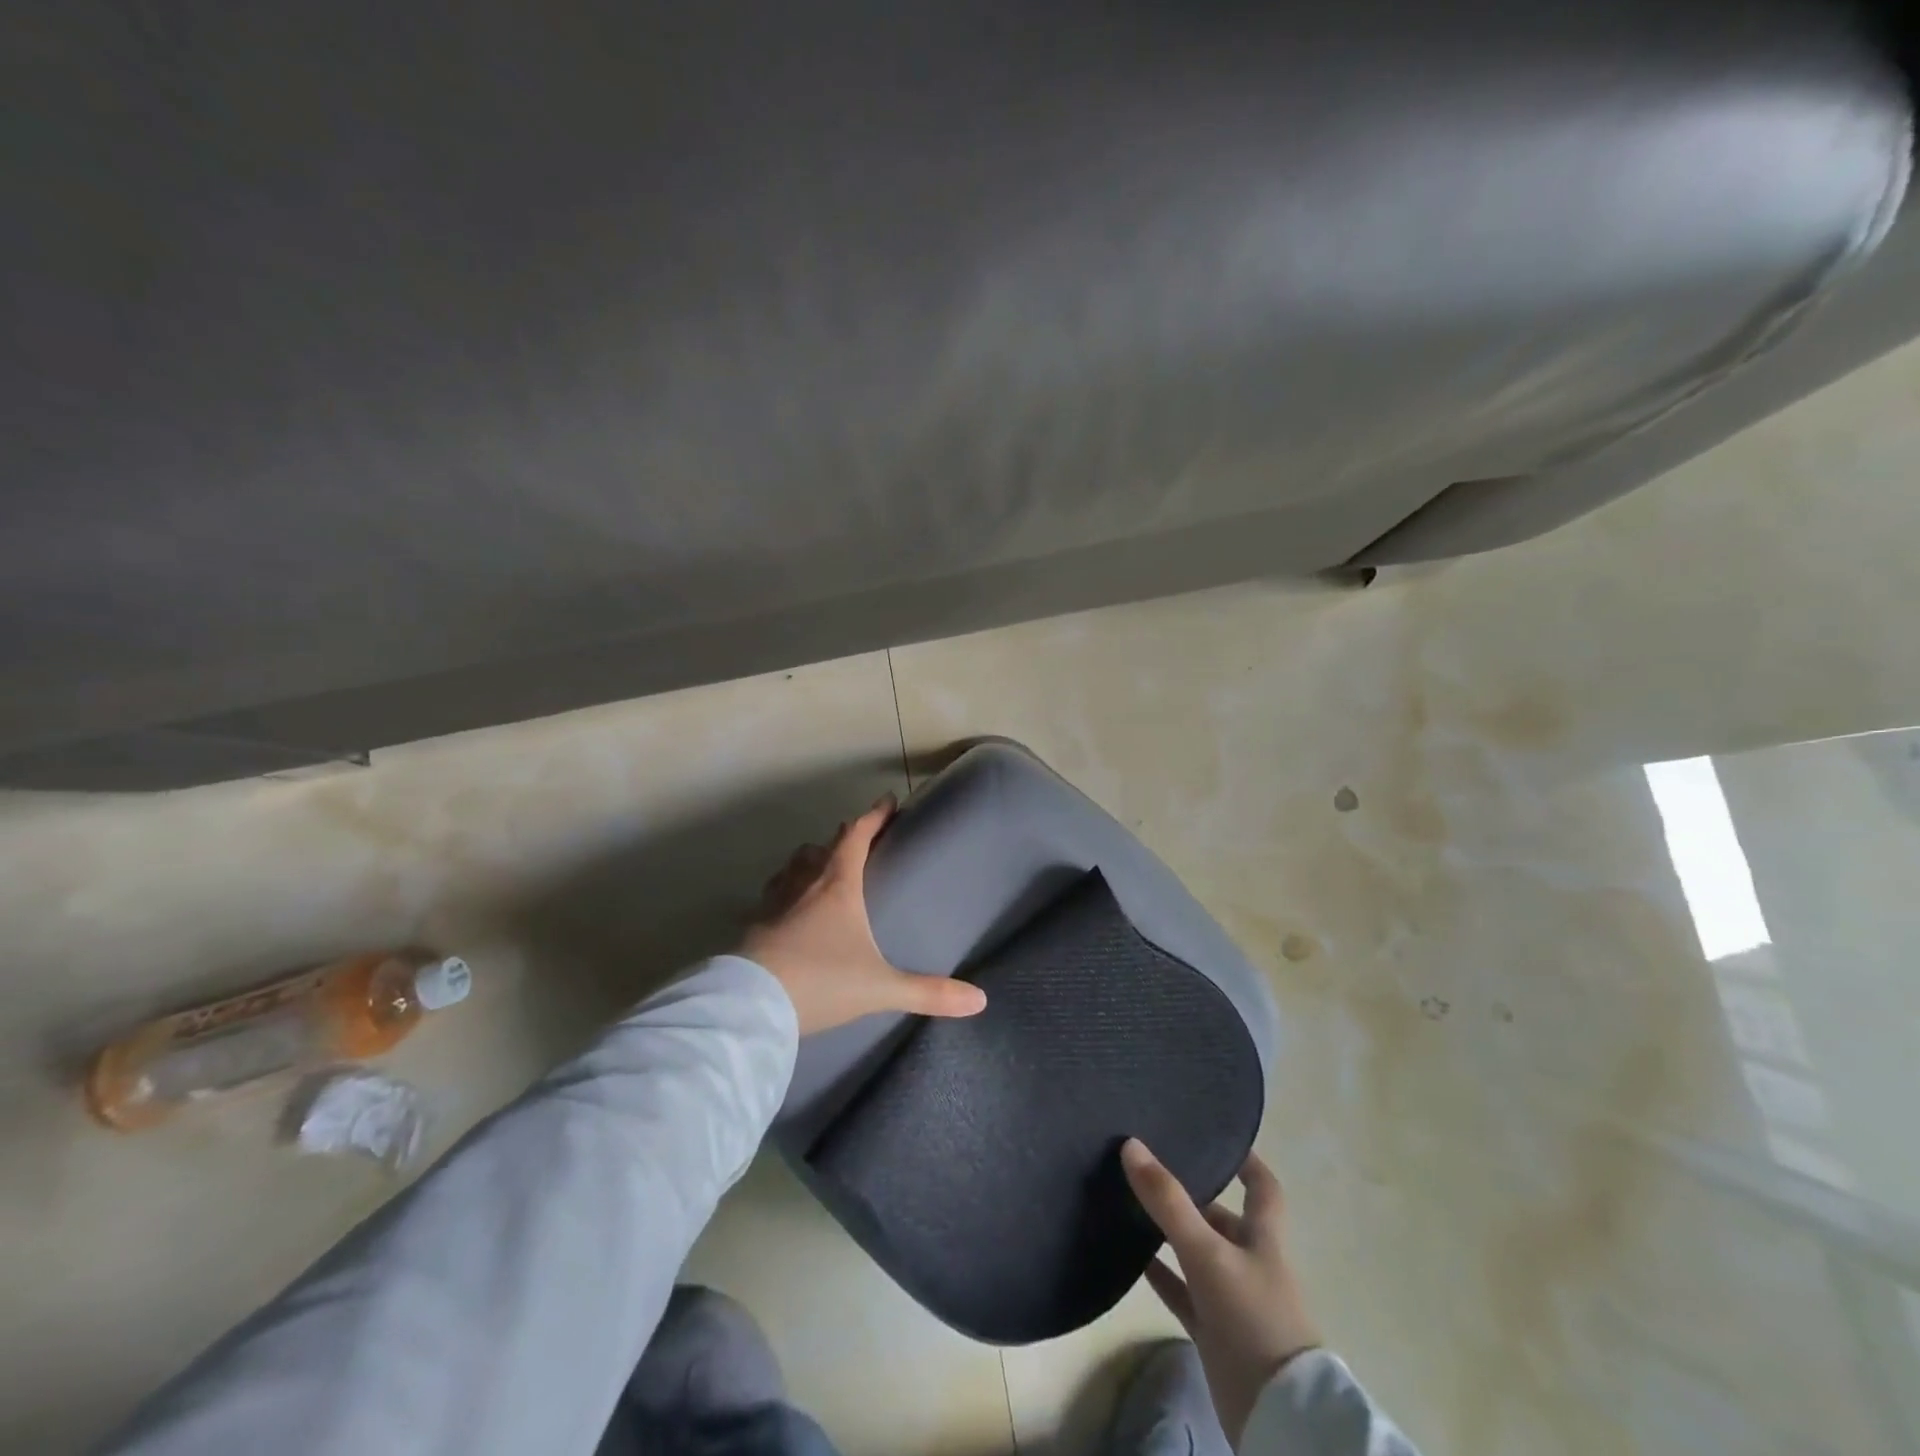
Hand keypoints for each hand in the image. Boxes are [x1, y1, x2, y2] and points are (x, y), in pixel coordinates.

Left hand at [740, 795, 987, 1035]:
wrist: (750, 1006)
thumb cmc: (820, 981)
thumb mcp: (880, 988)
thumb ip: (928, 993)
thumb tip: (979, 1000)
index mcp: (837, 885)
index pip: (857, 836)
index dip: (874, 816)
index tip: (887, 800)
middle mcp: (804, 884)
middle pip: (822, 847)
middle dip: (843, 838)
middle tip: (859, 840)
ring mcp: (773, 903)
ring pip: (793, 866)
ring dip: (810, 861)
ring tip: (822, 870)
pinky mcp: (753, 925)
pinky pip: (773, 894)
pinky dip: (786, 891)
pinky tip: (790, 910)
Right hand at [1122, 1140, 1321, 1446]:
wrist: (1277, 1415)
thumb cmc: (1253, 1317)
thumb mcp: (1208, 1252)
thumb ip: (1168, 1201)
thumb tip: (1130, 1145)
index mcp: (1262, 1237)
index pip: (1262, 1187)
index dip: (1246, 1161)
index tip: (1217, 1137)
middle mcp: (1249, 1261)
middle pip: (1221, 1217)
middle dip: (1192, 1194)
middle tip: (1149, 1165)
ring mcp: (1231, 1298)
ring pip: (1197, 1252)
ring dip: (1170, 1232)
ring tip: (1129, 1201)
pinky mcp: (1214, 1331)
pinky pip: (1182, 1292)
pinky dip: (1159, 1274)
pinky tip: (1130, 1257)